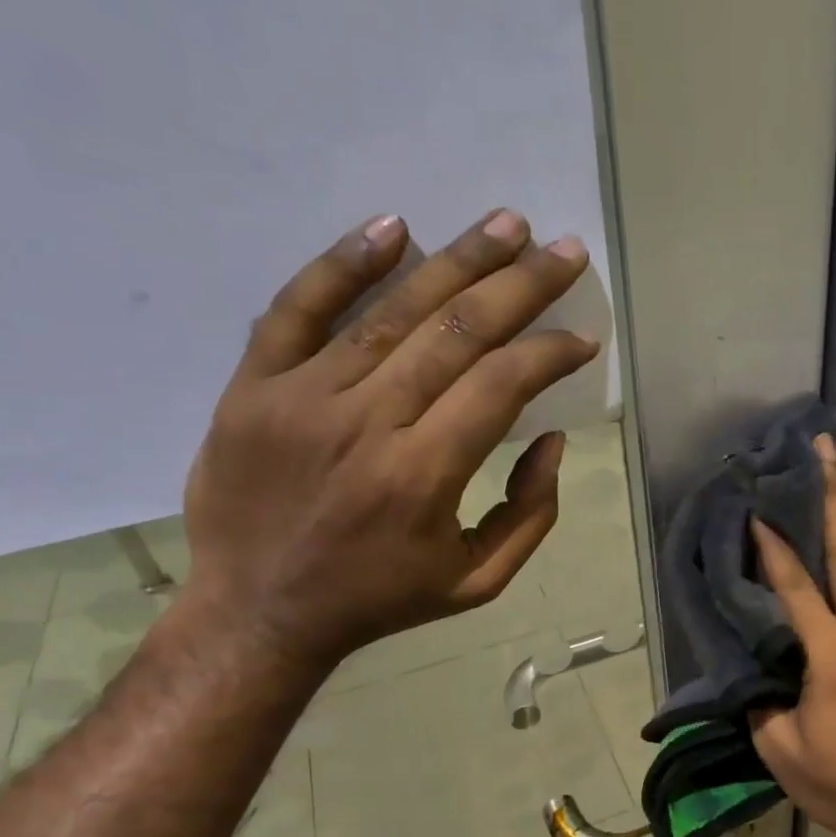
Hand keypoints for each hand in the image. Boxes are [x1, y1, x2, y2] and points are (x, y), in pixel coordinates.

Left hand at [179, 210, 598, 673]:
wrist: (258, 612)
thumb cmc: (381, 599)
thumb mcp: (478, 580)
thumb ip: (529, 514)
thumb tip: (551, 440)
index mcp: (425, 476)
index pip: (501, 385)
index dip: (549, 354)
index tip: (582, 339)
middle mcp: (368, 423)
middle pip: (457, 332)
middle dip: (521, 286)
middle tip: (563, 251)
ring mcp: (303, 397)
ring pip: (392, 312)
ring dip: (457, 260)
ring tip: (506, 224)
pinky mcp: (254, 386)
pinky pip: (297, 308)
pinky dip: (344, 264)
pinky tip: (393, 227)